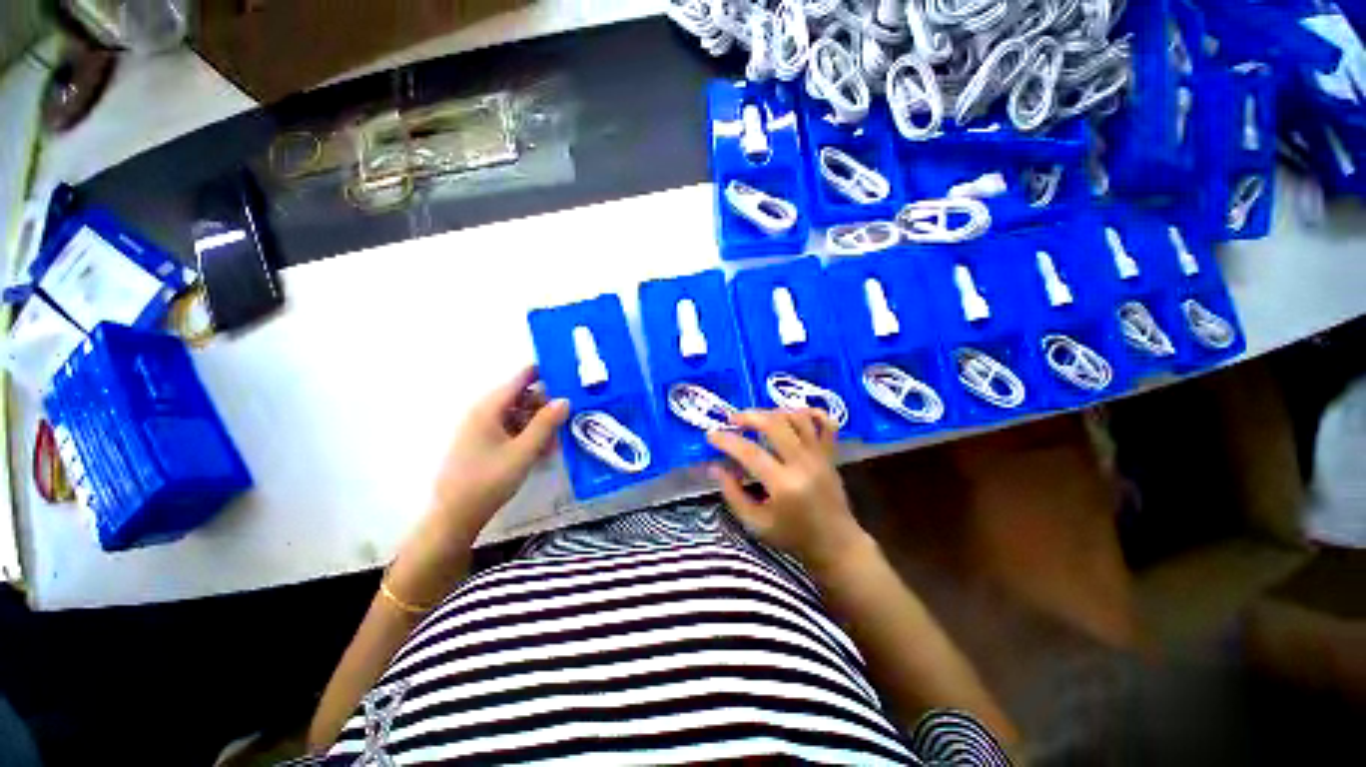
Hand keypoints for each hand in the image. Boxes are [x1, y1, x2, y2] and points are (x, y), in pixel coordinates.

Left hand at [429, 365, 568, 545]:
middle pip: (521, 397)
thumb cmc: (489, 480)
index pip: (520, 379)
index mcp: (489, 408)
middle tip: (567, 418)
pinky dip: (528, 435)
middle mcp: (484, 413)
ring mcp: (482, 428)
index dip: (543, 372)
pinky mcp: (483, 443)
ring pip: (518, 415)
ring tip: (556, 441)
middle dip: (545, 405)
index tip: (567, 373)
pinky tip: (542, 451)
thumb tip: (565, 399)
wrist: (455, 516)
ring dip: (539, 423)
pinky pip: (511, 429)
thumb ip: (546, 423)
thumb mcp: (524, 451)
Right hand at [707, 409, 869, 573]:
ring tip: (758, 418)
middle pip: (774, 425)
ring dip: (774, 412)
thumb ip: (732, 493)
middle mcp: (803, 464)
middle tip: (733, 420)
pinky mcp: (830, 454)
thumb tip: (714, 467)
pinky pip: (826, 423)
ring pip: (798, 418)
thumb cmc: (792, 536)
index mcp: (783, 485)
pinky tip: (793, 415)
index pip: (750, 452)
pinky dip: (810, 412)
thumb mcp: (755, 523)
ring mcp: (820, 456)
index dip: (727, 440)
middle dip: (749, 417)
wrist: (835, 544)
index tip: (711, 435)